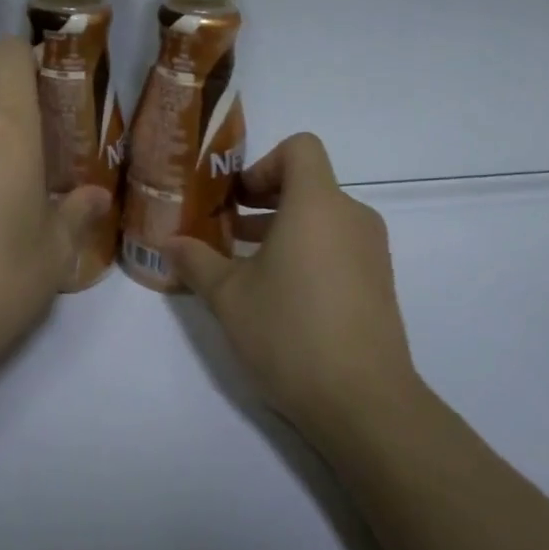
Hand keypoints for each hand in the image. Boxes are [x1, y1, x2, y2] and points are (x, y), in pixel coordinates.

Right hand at [168, 133, 419, 439]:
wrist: (364, 401)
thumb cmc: (290, 332)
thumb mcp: (229, 296)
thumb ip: (197, 261)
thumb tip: (169, 242)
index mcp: (317, 204)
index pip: (300, 147)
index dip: (264, 163)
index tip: (238, 199)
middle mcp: (351, 216)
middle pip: (309, 184)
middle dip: (264, 200)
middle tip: (228, 230)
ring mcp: (372, 251)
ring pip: (323, 218)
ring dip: (284, 229)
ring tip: (246, 266)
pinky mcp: (379, 283)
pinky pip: (339, 246)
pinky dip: (308, 252)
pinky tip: (280, 296)